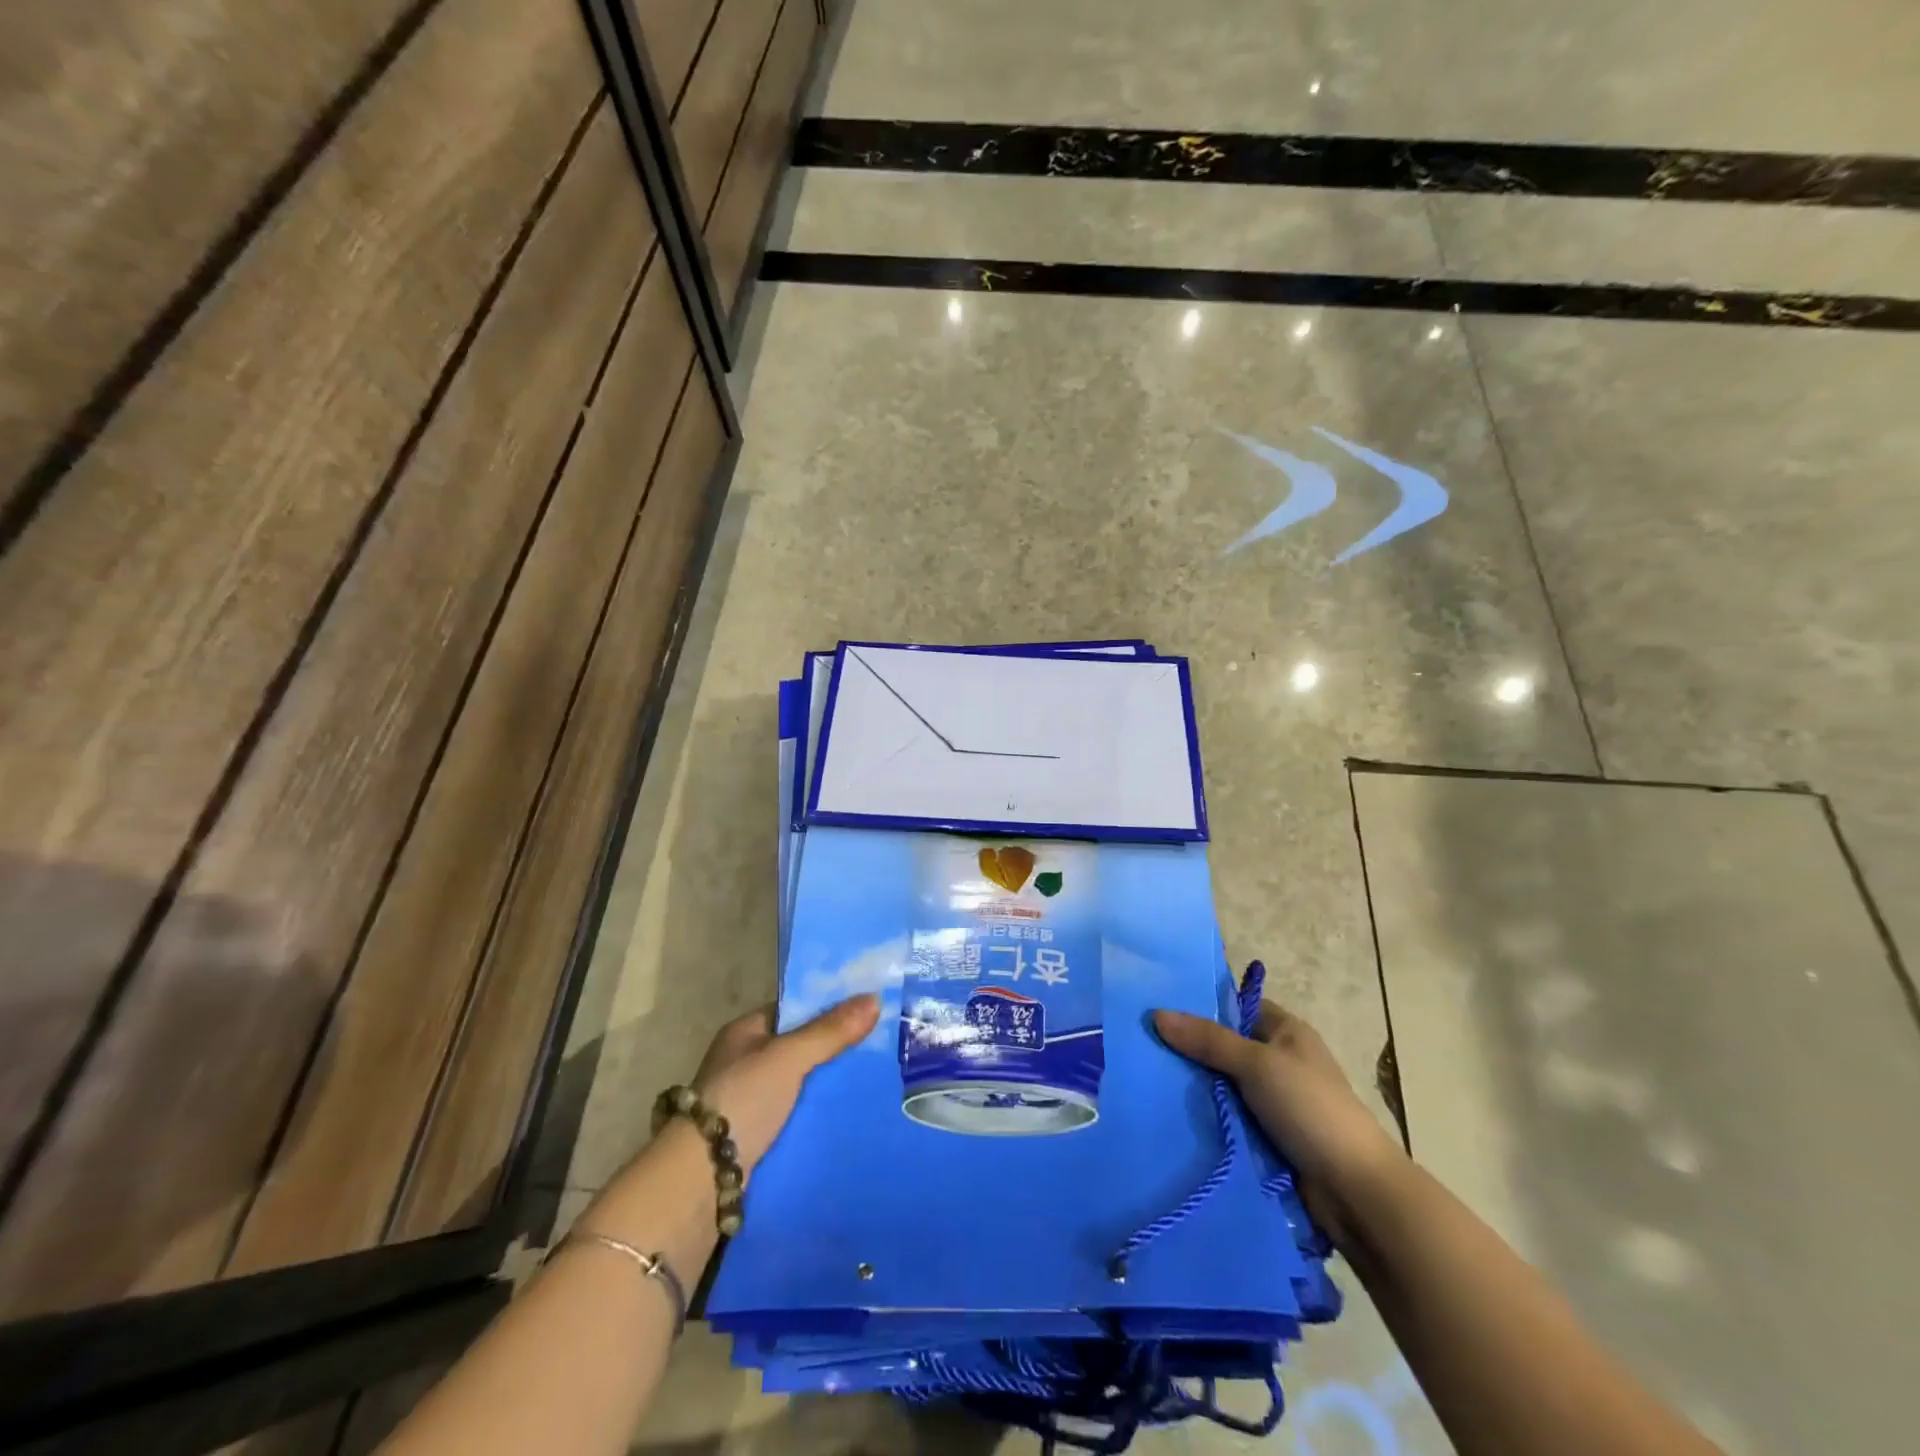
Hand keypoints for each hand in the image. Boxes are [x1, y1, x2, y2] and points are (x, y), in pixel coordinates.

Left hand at [692, 994, 879, 1177]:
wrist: (699, 1182)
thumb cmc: (741, 1101)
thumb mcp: (789, 1057)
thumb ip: (830, 1031)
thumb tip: (875, 997)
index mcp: (744, 1032)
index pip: (793, 1010)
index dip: (828, 1008)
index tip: (867, 1009)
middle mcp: (745, 1063)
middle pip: (799, 1048)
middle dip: (834, 1050)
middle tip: (881, 1047)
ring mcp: (749, 1103)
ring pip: (801, 1085)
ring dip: (829, 1086)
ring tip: (876, 1081)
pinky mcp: (757, 1140)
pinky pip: (798, 1118)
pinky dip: (819, 1117)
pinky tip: (851, 1117)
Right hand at [1153, 1000, 1403, 1243]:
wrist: (1354, 1190)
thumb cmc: (1310, 1109)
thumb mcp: (1257, 1064)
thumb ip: (1208, 1040)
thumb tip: (1156, 1014)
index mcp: (1287, 1032)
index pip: (1237, 1007)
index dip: (1202, 1007)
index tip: (1158, 1009)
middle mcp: (1280, 1061)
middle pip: (1225, 1047)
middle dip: (1191, 1050)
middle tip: (1144, 1047)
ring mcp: (1275, 1102)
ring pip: (1223, 1086)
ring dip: (1196, 1089)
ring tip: (1147, 1080)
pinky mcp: (1268, 1137)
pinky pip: (1228, 1118)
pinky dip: (1207, 1118)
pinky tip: (1170, 1115)